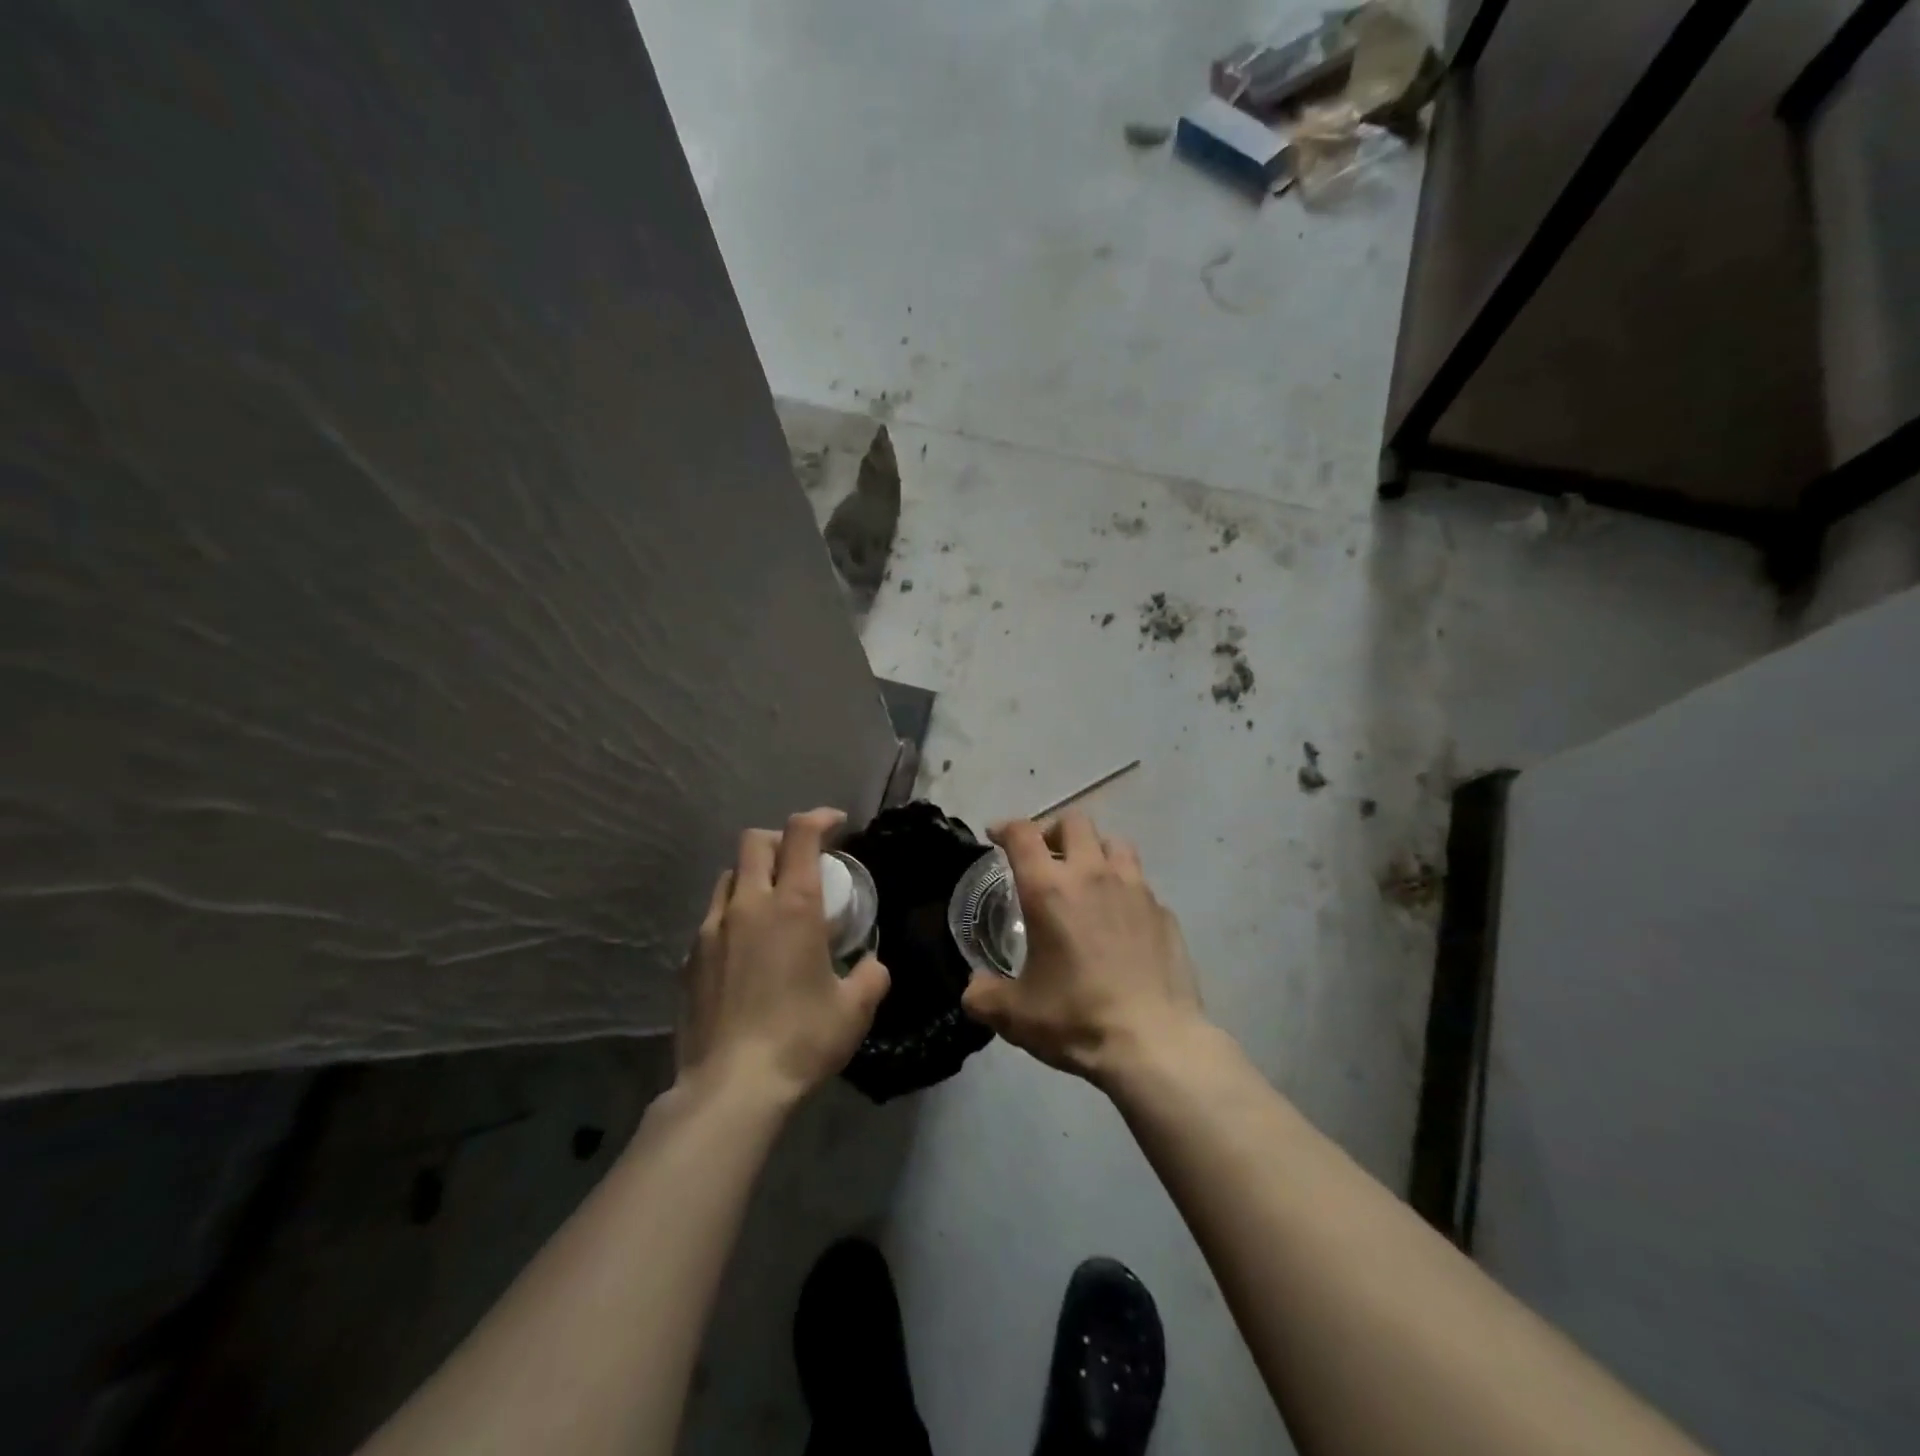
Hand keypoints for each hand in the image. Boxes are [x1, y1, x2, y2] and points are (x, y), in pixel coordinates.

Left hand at [676, 808, 889, 1108]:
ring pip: (729, 877)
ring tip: (772, 906)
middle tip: (803, 862)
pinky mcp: (688, 960)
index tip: (837, 824)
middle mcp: (748, 905)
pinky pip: (712, 919)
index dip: (820, 818)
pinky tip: (746, 952)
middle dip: (781, 840)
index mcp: (793, 906)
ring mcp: (711, 930)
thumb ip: (871, 976)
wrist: (730, 1089)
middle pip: (755, 841)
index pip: (801, 833)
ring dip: (754, 876)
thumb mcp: (854, 1009)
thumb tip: (872, 965)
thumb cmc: (801, 1040)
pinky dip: (733, 917)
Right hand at [960, 811, 1208, 1087]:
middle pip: (1074, 822)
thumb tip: (974, 987)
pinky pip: (1141, 885)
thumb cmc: (1076, 1019)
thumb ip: (983, 995)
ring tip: (1086, 878)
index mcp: (1050, 890)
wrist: (1154, 1044)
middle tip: (1044, 857)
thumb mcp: (1014, 1015)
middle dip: (1053, 831)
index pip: (1023, 834)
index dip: (1006, 827)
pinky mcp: (1164, 913)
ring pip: (1115, 844)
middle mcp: (1093, 876)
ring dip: (1095, 851)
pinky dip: (1125, 890)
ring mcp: (1136, 891)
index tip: (996, 836)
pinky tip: (1120, 921)